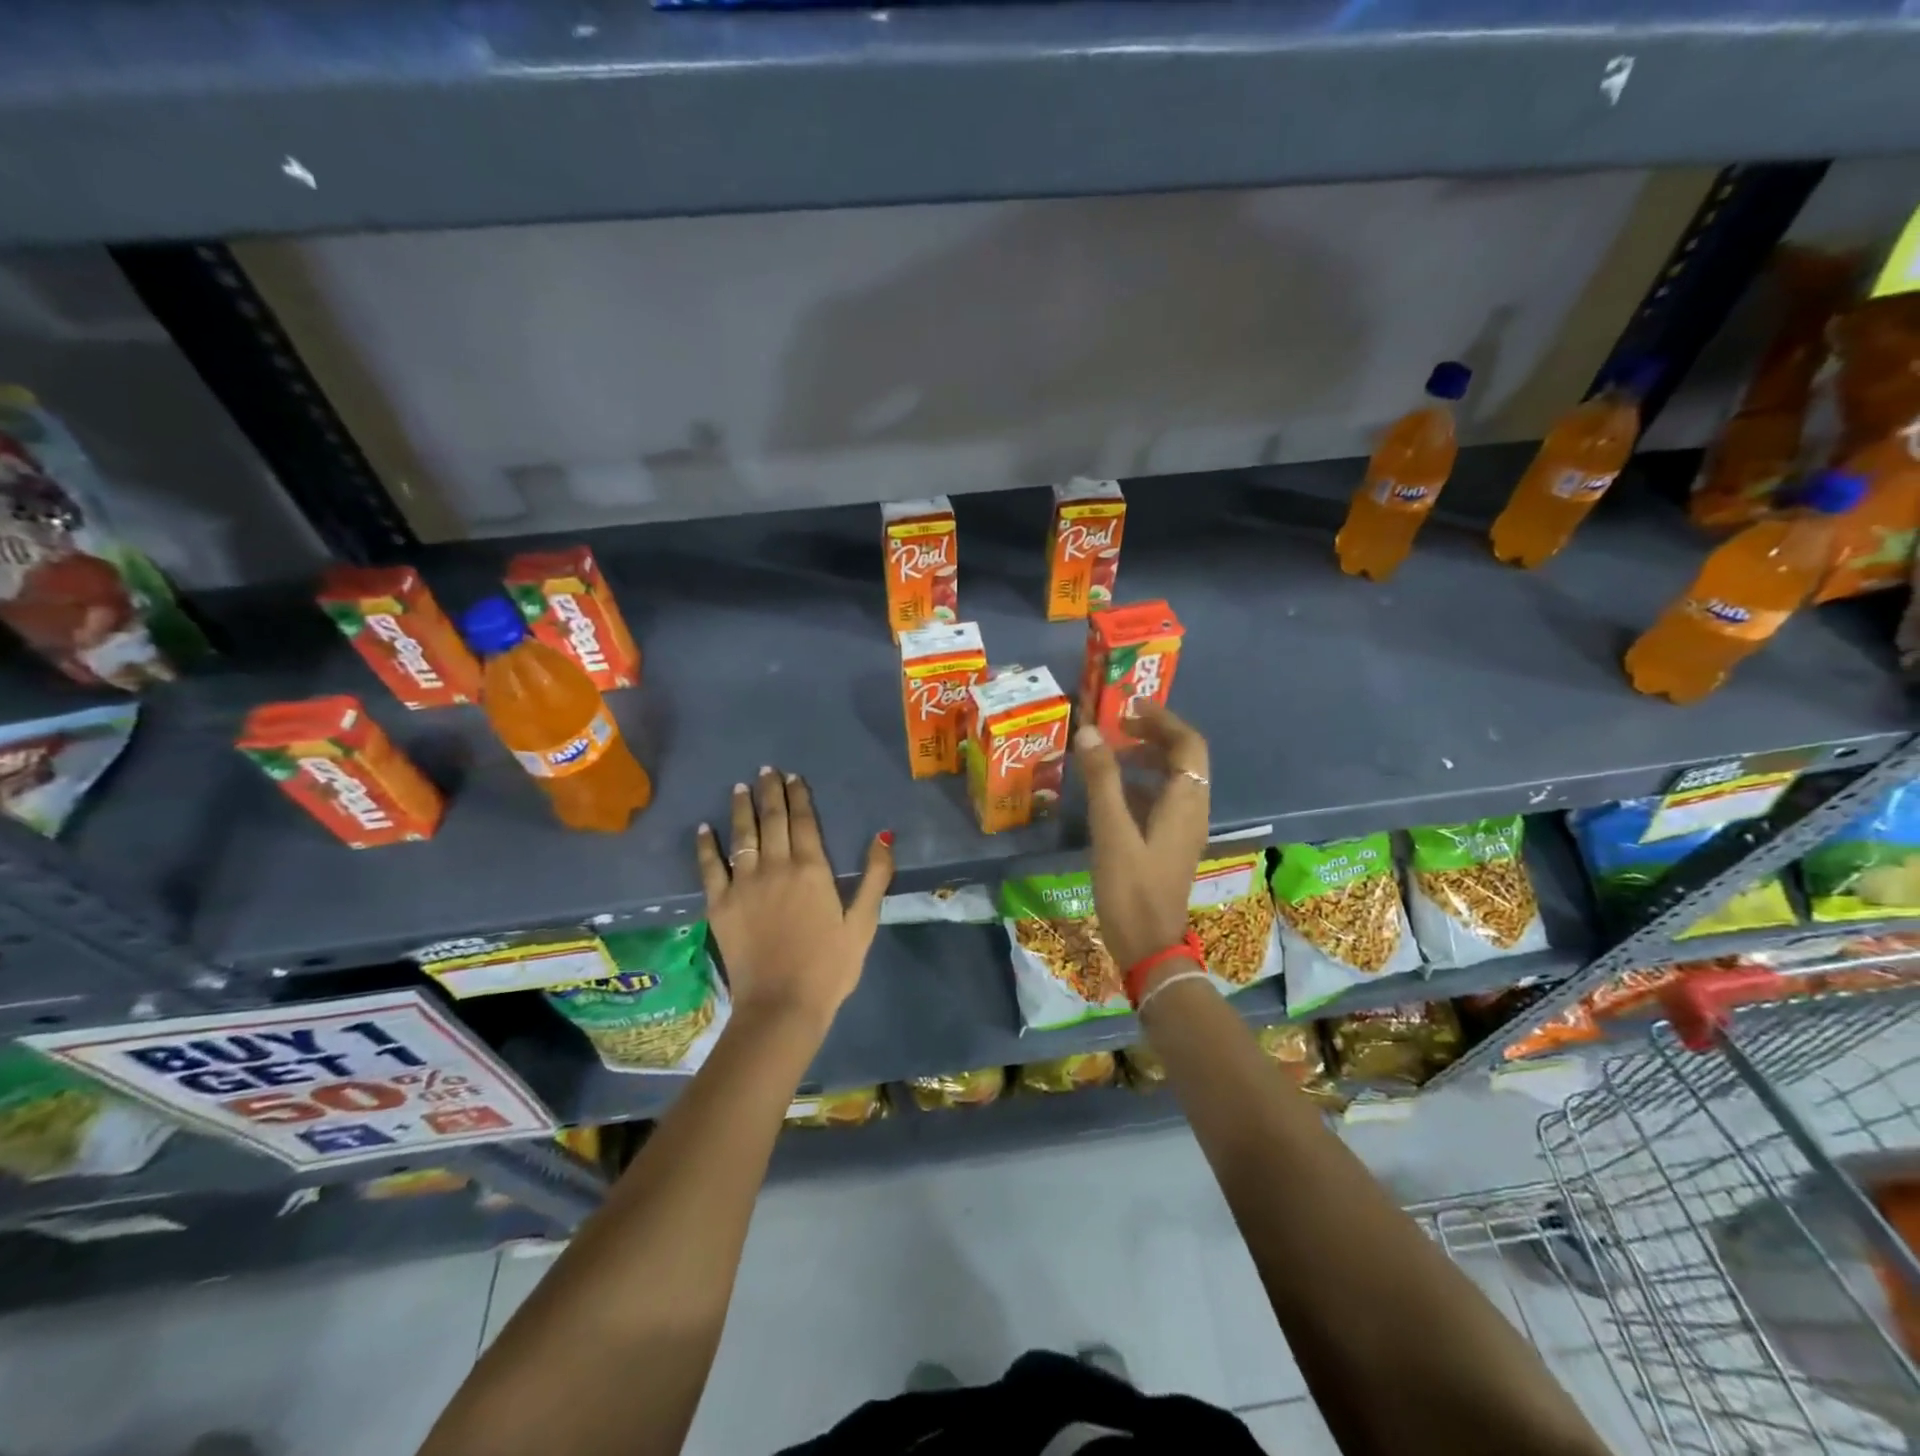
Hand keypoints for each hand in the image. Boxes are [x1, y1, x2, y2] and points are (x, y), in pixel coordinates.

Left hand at [695, 767, 892, 1034]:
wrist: (781, 1006)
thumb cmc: (830, 966)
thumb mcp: (864, 923)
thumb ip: (875, 876)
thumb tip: (883, 835)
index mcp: (812, 869)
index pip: (804, 821)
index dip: (799, 795)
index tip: (793, 776)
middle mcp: (775, 866)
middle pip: (772, 819)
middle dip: (770, 791)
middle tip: (767, 770)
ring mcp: (743, 884)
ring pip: (741, 835)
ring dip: (742, 807)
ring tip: (741, 786)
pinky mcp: (719, 905)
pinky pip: (709, 866)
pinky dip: (706, 845)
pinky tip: (705, 828)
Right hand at [1076, 702, 1211, 988]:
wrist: (1148, 946)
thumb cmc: (1131, 888)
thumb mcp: (1112, 830)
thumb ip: (1102, 779)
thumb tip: (1089, 731)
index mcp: (1185, 802)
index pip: (1188, 744)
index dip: (1163, 719)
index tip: (1130, 705)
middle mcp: (1192, 810)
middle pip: (1184, 759)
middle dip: (1154, 735)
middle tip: (1117, 725)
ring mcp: (1182, 830)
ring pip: (1173, 780)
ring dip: (1147, 759)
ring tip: (1110, 751)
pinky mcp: (1169, 846)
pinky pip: (1162, 801)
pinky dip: (1141, 784)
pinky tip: (1111, 791)